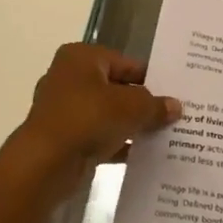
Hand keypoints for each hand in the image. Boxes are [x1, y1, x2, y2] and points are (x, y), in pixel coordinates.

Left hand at [1, 44, 179, 196]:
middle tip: (174, 114)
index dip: (153, 79)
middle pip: (117, 88)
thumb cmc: (89, 118)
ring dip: (132, 125)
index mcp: (82, 58)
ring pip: (108, 114)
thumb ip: (156, 105)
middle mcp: (69, 78)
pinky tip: (144, 154)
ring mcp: (64, 110)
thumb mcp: (134, 107)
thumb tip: (175, 107)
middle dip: (143, 103)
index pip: (127, 63)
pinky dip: (118, 143)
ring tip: (165, 134)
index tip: (176, 94)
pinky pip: (99, 136)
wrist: (46, 163)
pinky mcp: (64, 138)